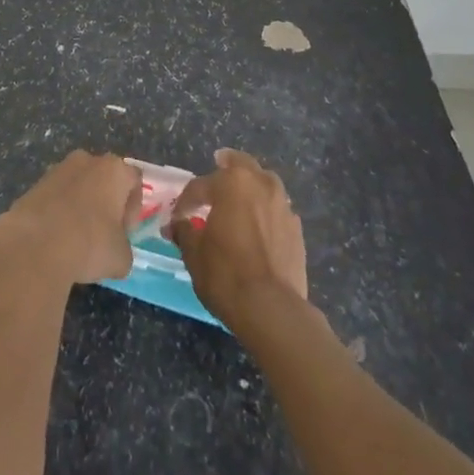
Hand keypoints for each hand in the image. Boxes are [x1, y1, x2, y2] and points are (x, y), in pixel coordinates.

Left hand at [0, 150, 139, 286]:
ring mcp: (58, 169)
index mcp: (114, 170)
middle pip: (104, 178)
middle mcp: (87, 160)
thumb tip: (115, 251)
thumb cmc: (89, 245)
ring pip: (78, 186)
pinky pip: (55, 197)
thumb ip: (124, 249)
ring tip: (76, 240)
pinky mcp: (35, 185)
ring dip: (80, 207)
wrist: (35, 246)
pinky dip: (58, 213)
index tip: (125, 232)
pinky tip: (55, 240)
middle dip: (106, 203)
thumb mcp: (121, 258)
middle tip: (104, 234)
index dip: (133, 207)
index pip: (134, 180)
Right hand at [167, 149, 308, 329]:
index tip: (177, 217)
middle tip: (217, 165)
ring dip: (251, 185)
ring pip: (264, 182)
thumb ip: (185, 232)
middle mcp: (260, 183)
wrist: (273, 310)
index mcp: (232, 183)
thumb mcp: (195, 255)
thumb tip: (178, 225)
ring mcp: (282, 204)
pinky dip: (266, 210)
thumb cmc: (227, 275)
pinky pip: (277, 208)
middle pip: (240, 165)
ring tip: (241, 196)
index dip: (185, 201)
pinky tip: (260, 225)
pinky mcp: (296, 227)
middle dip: (226, 165)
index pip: (200, 185)